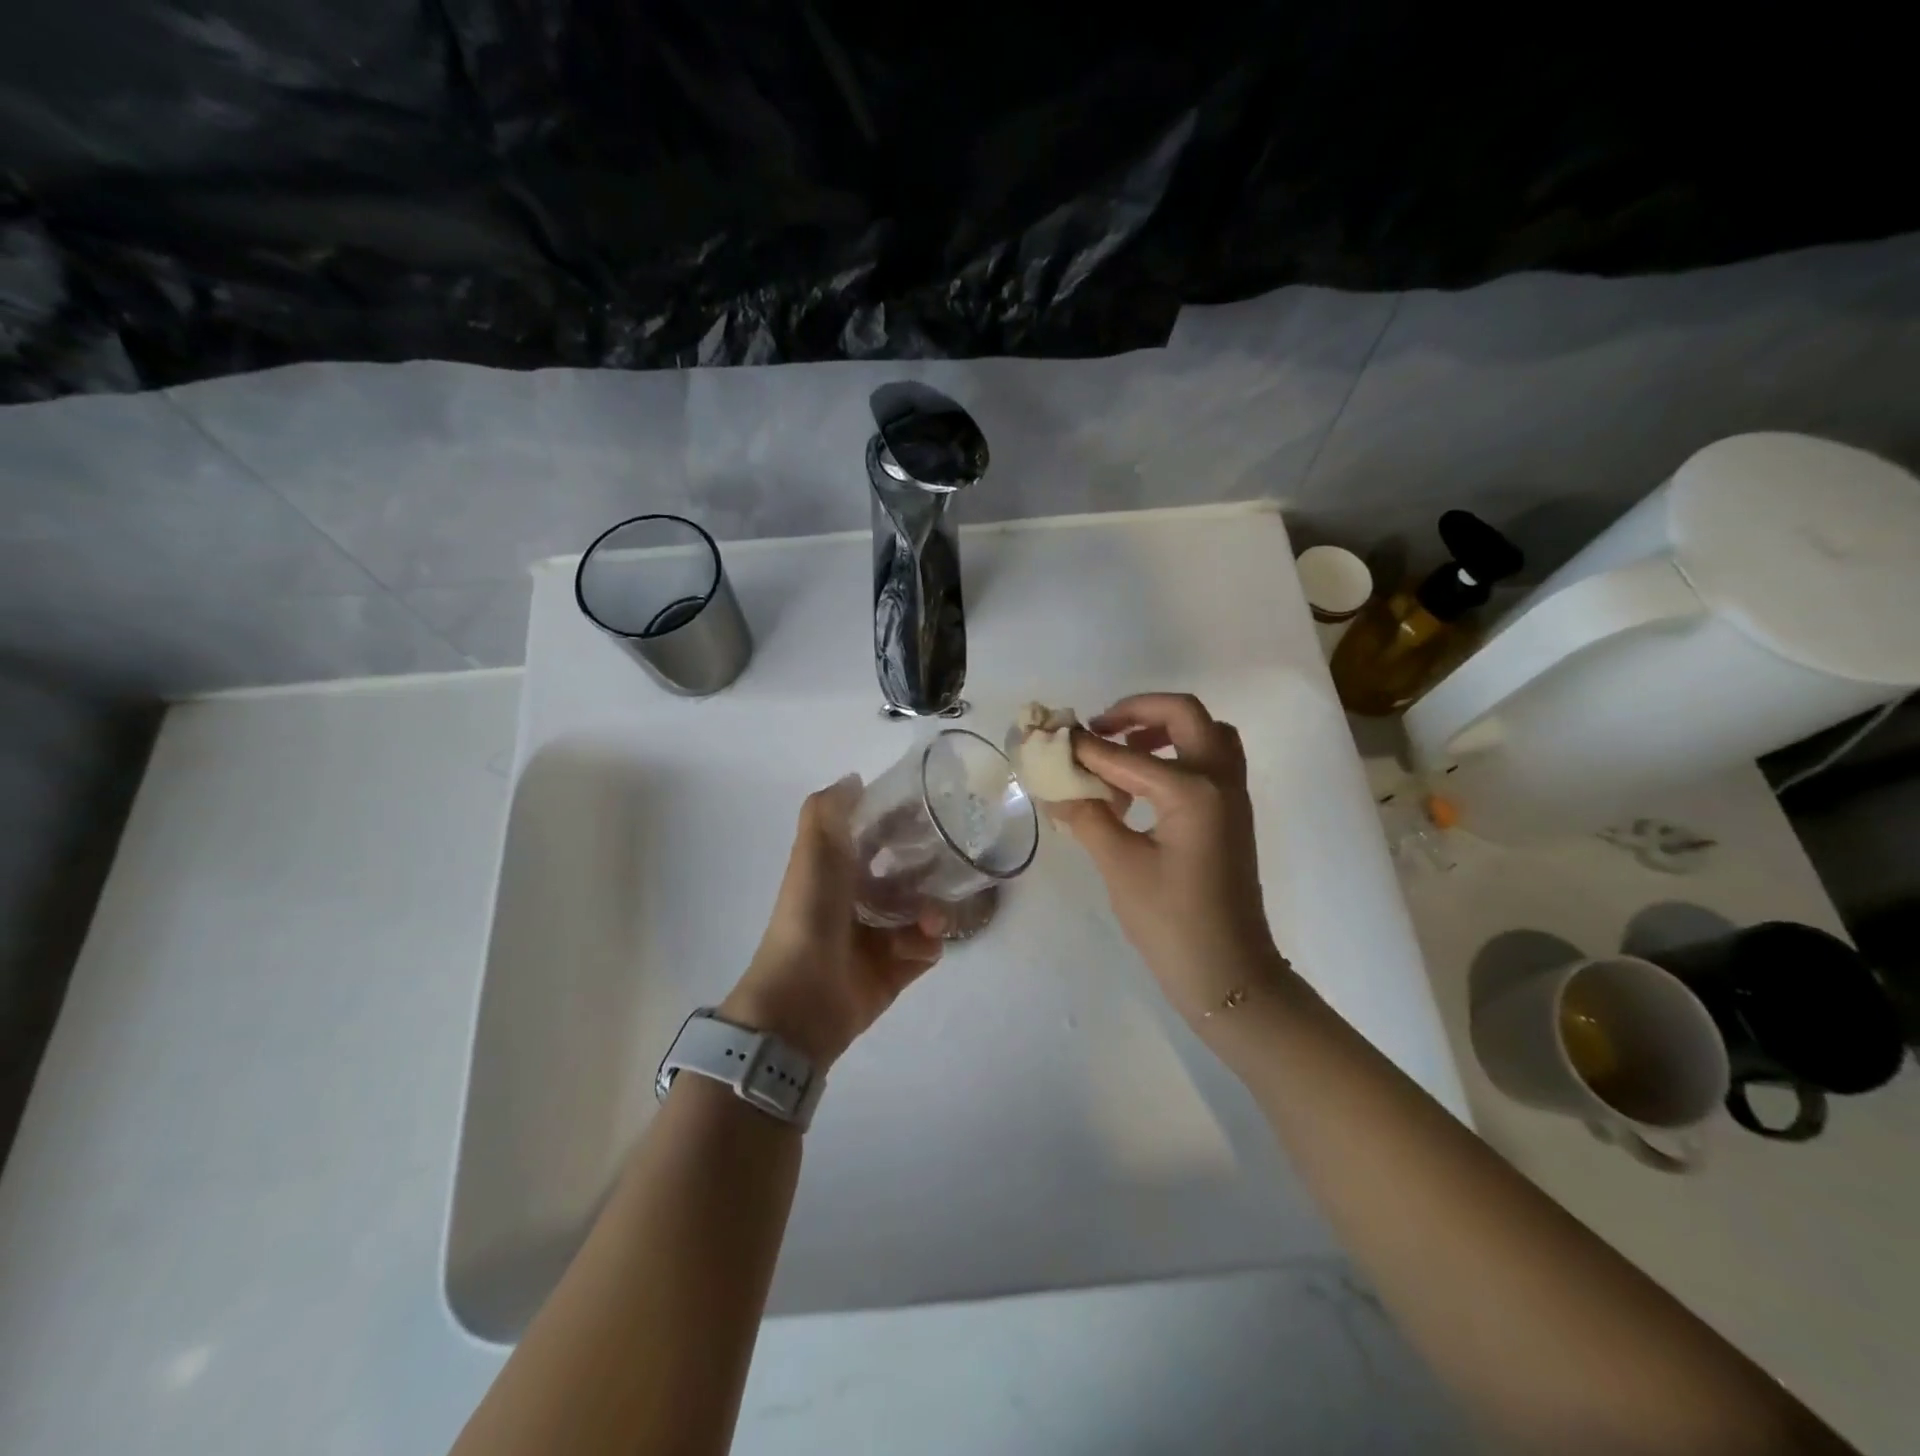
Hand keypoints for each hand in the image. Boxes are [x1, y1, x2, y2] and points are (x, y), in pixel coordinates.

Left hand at [721, 776, 943, 1069]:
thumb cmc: (810, 915)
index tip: (930, 812)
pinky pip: (926, 949)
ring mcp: (878, 938)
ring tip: (929, 919)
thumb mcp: (813, 852)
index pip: (877, 838)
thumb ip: (828, 810)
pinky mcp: (895, 970)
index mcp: (837, 872)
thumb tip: (854, 778)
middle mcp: (859, 901)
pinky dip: (926, 945)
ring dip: (932, 910)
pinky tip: (917, 947)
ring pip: (923, 911)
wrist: (803, 997)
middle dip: (929, 868)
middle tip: (949, 865)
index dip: (900, 823)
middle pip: (907, 875)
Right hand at [1047, 693, 1285, 1026]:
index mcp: (1192, 790)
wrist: (1229, 973)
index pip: (1126, 754)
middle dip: (1137, 711)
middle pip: (1184, 714)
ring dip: (1164, 728)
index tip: (1049, 737)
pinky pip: (1211, 760)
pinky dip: (1179, 752)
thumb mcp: (1119, 866)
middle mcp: (1220, 779)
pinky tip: (1144, 783)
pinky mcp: (1233, 813)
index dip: (1083, 746)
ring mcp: (1233, 795)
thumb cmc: (1171, 922)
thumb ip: (1087, 815)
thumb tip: (1055, 785)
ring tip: (1122, 749)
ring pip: (1206, 733)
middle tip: (1098, 728)